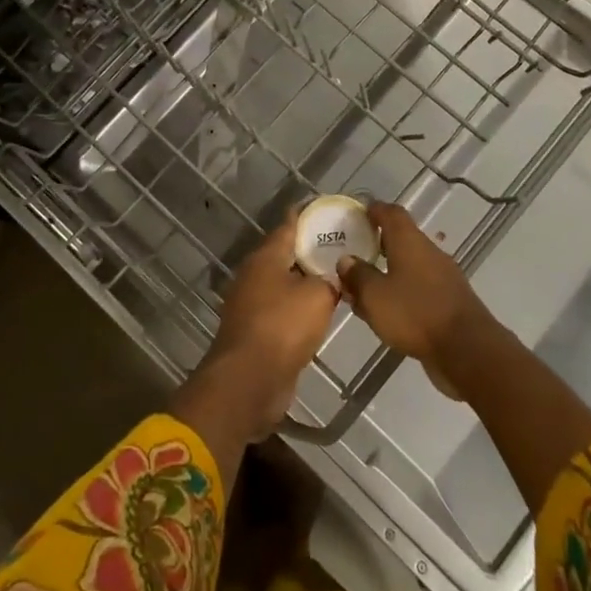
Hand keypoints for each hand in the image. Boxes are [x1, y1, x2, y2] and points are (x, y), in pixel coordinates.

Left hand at [209, 213, 341, 432]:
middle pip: (284, 255)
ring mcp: (250, 304)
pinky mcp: (254, 331)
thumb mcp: (318, 296)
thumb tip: (332, 280)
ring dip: (305, 282)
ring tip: (335, 279)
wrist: (250, 380)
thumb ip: (329, 281)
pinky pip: (281, 310)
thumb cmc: (283, 326)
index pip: (288, 226)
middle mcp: (253, 275)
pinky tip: (319, 313)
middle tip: (340, 247)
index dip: (307, 216)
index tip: (326, 211)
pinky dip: (298, 308)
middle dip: (309, 251)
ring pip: (283, 284)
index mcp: (265, 257)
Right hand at [339, 204, 496, 372]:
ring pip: (409, 266)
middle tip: (354, 254)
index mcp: (410, 241)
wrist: (467, 350)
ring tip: (364, 290)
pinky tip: (387, 313)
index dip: (374, 210)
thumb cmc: (416, 313)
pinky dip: (402, 293)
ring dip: (388, 273)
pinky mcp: (450, 302)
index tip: (358, 213)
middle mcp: (429, 252)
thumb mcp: (375, 295)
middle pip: (401, 239)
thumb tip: (347, 260)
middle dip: (377, 244)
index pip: (391, 213)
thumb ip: (358, 275)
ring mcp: (443, 277)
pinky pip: (419, 289)